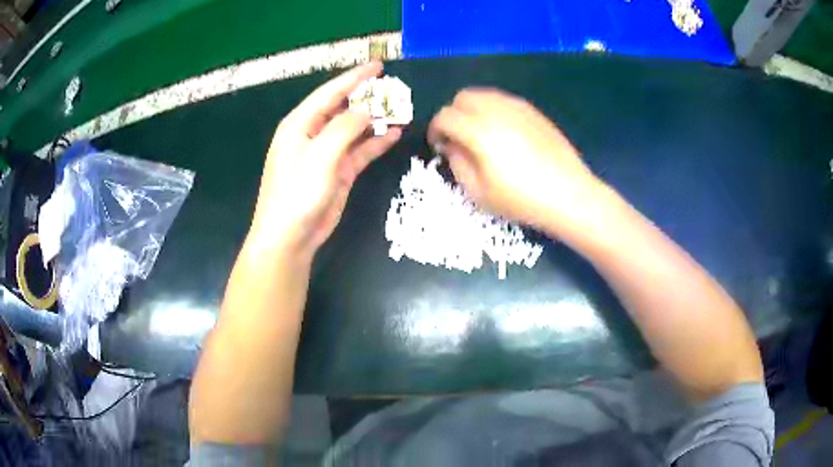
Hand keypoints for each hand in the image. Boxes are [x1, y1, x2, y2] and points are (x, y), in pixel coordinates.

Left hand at [250, 62, 401, 255]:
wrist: (291, 236)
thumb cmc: (297, 192)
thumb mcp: (320, 154)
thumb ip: (345, 127)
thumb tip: (367, 110)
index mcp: (300, 124)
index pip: (330, 92)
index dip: (354, 78)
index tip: (378, 66)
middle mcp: (313, 134)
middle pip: (343, 108)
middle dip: (368, 97)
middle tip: (394, 88)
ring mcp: (327, 153)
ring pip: (355, 128)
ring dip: (375, 120)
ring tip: (401, 109)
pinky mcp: (338, 171)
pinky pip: (360, 150)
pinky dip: (376, 142)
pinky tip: (395, 133)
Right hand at [428, 88, 602, 233]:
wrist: (569, 195)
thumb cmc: (522, 200)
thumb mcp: (479, 193)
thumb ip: (457, 164)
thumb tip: (451, 145)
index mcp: (479, 131)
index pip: (445, 116)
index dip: (435, 129)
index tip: (439, 145)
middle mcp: (497, 110)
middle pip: (463, 97)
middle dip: (453, 114)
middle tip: (458, 137)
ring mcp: (518, 107)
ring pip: (485, 95)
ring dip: (473, 109)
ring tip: (480, 134)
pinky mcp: (534, 112)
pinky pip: (505, 100)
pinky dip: (494, 110)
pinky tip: (503, 133)